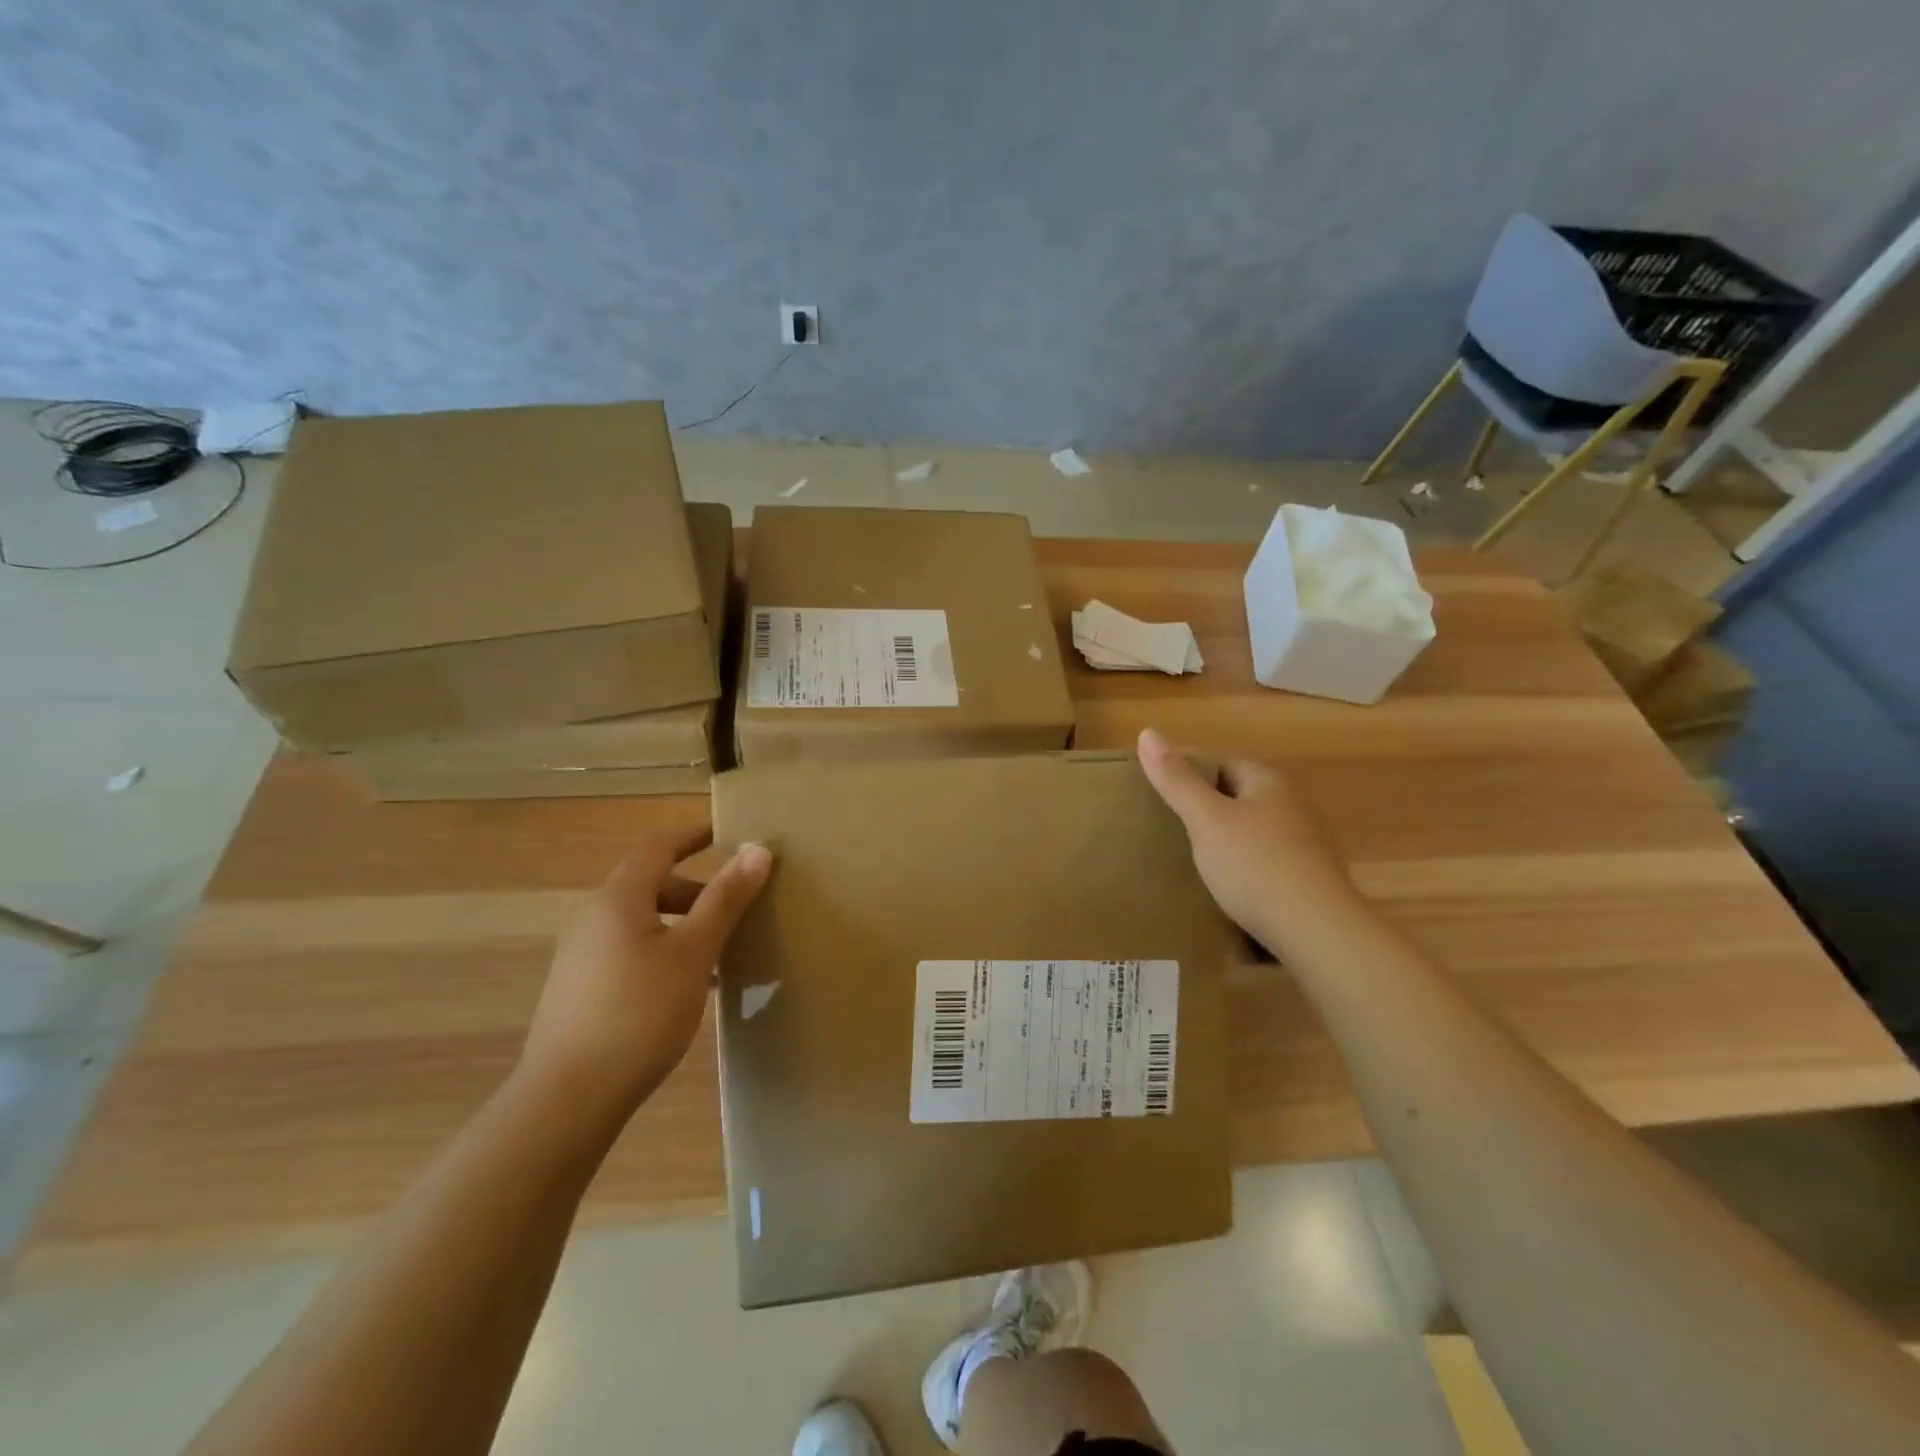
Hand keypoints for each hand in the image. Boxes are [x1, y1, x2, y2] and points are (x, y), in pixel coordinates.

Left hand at [519, 827, 772, 1121]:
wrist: (568, 1099)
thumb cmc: (639, 1013)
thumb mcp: (694, 952)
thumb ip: (725, 899)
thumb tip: (757, 850)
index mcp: (618, 899)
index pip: (658, 846)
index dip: (694, 834)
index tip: (727, 833)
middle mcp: (593, 917)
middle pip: (651, 884)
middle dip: (697, 889)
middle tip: (737, 906)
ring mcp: (581, 955)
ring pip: (642, 921)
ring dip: (683, 925)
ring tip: (721, 952)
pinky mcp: (579, 989)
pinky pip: (630, 950)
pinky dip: (663, 951)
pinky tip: (689, 989)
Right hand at [1136, 727, 1362, 955]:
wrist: (1319, 934)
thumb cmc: (1256, 866)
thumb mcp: (1206, 820)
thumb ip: (1176, 780)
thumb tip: (1147, 732)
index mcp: (1268, 782)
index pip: (1221, 760)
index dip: (1186, 767)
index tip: (1154, 785)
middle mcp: (1292, 805)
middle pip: (1238, 793)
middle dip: (1203, 801)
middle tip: (1163, 819)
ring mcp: (1304, 843)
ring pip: (1250, 827)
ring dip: (1222, 834)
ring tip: (1185, 852)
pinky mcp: (1306, 879)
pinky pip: (1262, 858)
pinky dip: (1239, 863)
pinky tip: (1222, 882)